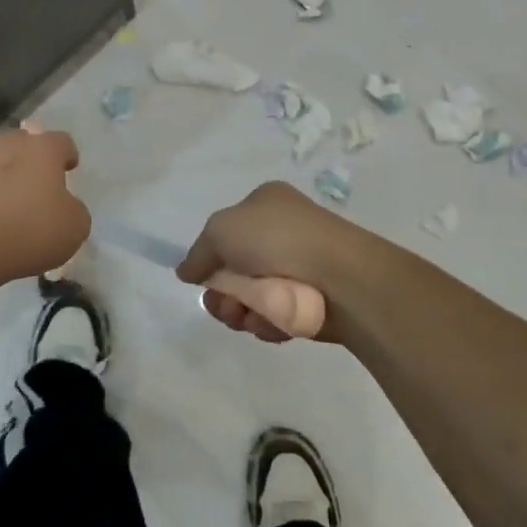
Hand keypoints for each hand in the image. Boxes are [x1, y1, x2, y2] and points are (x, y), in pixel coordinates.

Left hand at [0, 127, 89, 289]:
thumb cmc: (27, 230)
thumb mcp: (74, 227)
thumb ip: (73, 210)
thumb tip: (64, 207)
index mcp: (41, 149)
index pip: (61, 142)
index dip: (67, 155)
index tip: (69, 168)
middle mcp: (4, 144)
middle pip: (21, 144)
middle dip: (29, 161)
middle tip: (34, 187)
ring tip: (2, 206)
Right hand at [176, 182, 368, 342]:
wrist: (340, 277)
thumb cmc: (276, 240)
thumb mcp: (221, 231)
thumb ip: (197, 253)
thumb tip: (186, 272)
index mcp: (265, 203)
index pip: (226, 232)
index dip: (211, 257)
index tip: (204, 277)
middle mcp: (283, 231)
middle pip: (234, 270)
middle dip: (223, 293)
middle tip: (226, 305)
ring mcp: (299, 266)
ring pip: (252, 297)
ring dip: (242, 311)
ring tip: (251, 316)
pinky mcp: (312, 300)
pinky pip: (276, 315)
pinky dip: (269, 322)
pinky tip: (274, 323)